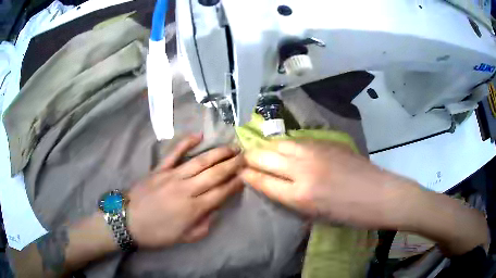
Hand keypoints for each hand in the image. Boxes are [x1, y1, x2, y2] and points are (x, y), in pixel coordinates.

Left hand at [127, 133, 243, 247]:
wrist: (128, 221)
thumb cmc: (157, 233)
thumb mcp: (185, 237)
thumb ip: (204, 224)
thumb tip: (216, 209)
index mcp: (194, 208)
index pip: (221, 192)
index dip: (236, 183)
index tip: (248, 174)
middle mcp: (187, 188)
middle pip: (215, 173)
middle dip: (233, 164)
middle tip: (246, 156)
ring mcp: (172, 176)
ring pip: (200, 161)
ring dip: (218, 153)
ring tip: (232, 147)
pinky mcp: (160, 169)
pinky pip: (174, 152)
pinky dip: (186, 142)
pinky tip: (199, 136)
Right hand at [241, 140, 415, 228]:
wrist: (379, 194)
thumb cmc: (349, 214)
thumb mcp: (316, 215)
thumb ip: (291, 198)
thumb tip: (274, 183)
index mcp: (300, 196)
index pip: (262, 180)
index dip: (247, 175)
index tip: (240, 172)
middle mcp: (303, 170)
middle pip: (265, 157)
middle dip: (250, 158)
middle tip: (245, 159)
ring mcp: (315, 152)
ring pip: (280, 143)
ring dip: (267, 147)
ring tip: (261, 150)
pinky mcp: (327, 142)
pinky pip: (297, 140)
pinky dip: (286, 144)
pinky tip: (285, 147)